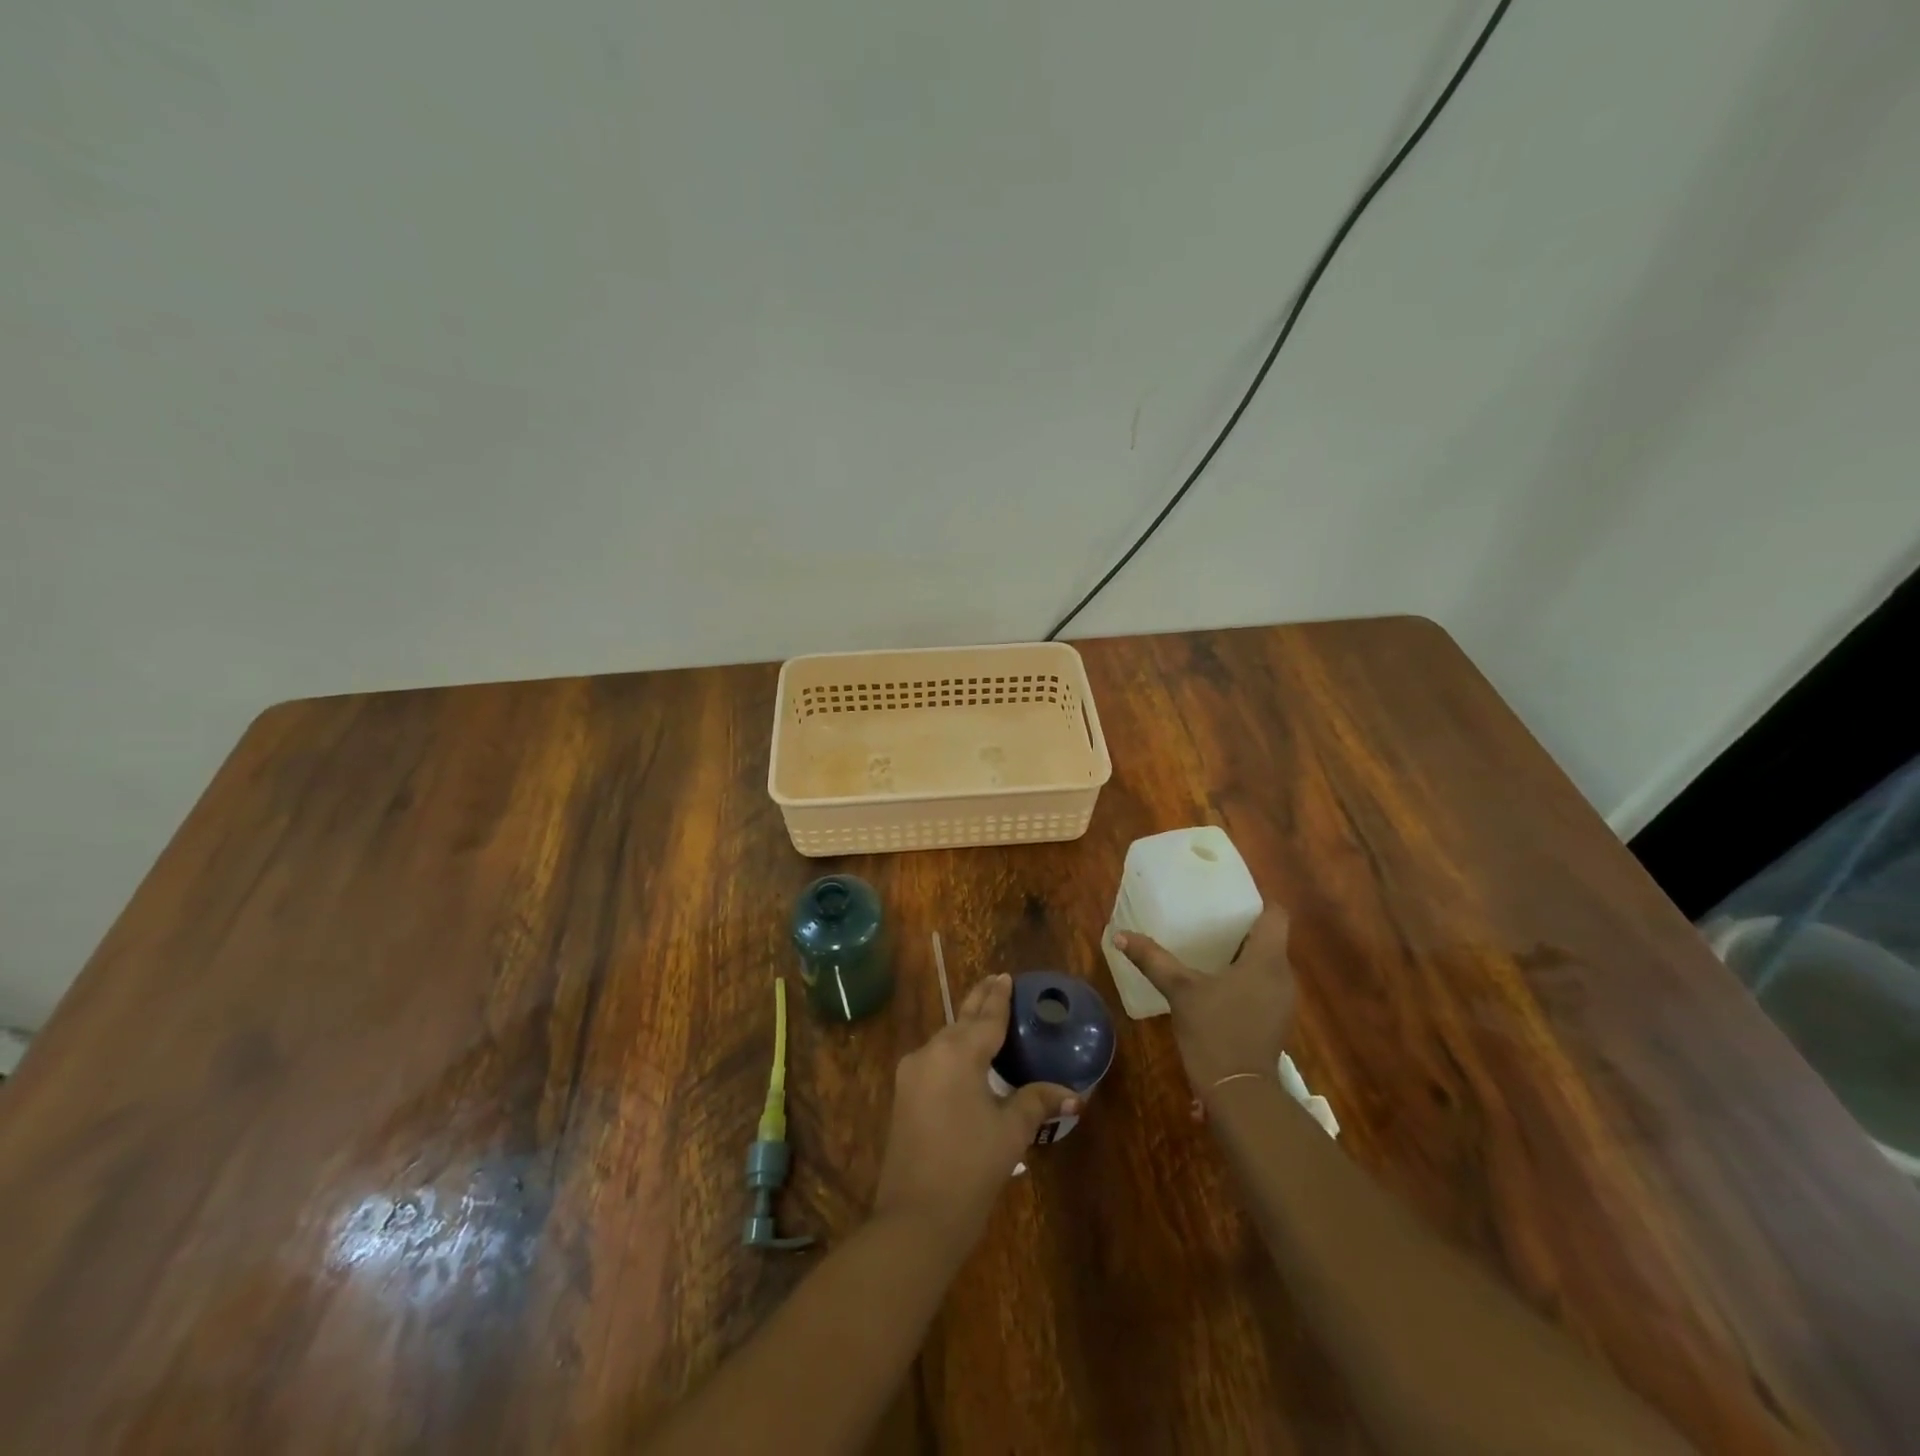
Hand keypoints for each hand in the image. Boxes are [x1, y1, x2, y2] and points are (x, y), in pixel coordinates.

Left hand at [873, 974, 1075, 1253]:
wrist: (915, 1219)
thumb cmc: (970, 1168)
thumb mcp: (1010, 1132)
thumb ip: (1037, 1102)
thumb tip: (1072, 1094)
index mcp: (957, 1053)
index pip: (986, 1017)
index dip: (999, 996)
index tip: (1006, 976)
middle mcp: (930, 1053)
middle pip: (962, 1020)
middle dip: (979, 1002)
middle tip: (996, 981)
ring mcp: (911, 1074)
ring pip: (945, 1040)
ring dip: (965, 1027)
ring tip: (985, 1016)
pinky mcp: (903, 1096)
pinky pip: (934, 1060)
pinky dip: (953, 1050)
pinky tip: (965, 1057)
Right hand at [1115, 905, 1295, 1097]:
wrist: (1240, 1093)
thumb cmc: (1216, 1032)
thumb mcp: (1180, 991)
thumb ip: (1154, 960)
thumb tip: (1120, 935)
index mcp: (1267, 960)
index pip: (1276, 914)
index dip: (1256, 900)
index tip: (1227, 896)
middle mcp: (1283, 975)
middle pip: (1270, 937)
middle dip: (1241, 926)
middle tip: (1207, 916)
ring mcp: (1282, 1000)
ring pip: (1266, 962)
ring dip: (1242, 952)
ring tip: (1207, 944)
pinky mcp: (1274, 1019)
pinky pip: (1262, 983)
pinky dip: (1243, 975)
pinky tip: (1215, 980)